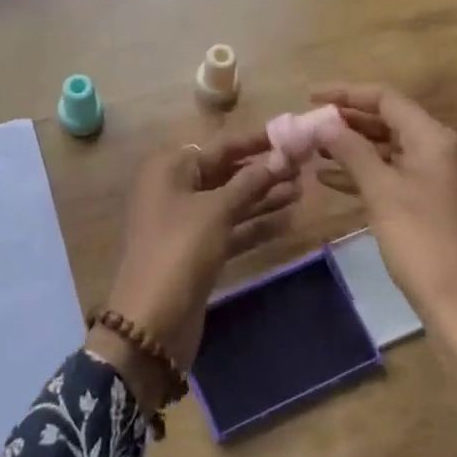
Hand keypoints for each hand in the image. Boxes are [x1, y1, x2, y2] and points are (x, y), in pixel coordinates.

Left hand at [93, 130, 298, 408]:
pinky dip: (255, 224)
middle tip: (304, 166)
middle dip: (263, 170)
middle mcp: (174, 189)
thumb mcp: (216, 210)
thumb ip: (249, 182)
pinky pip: (230, 229)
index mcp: (169, 169)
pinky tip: (288, 220)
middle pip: (225, 173)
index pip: (219, 146)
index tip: (291, 136)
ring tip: (302, 190)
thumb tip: (280, 157)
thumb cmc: (180, 249)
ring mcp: (185, 223)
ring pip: (230, 202)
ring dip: (263, 197)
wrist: (152, 321)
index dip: (255, 141)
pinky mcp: (197, 251)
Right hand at [309, 83, 456, 312]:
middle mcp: (442, 150)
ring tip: (315, 151)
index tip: (310, 97)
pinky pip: (396, 176)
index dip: (346, 94)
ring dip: (354, 149)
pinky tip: (332, 181)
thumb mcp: (380, 191)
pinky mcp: (436, 205)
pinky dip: (367, 174)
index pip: (386, 99)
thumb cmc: (421, 240)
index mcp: (434, 138)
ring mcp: (441, 179)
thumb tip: (322, 123)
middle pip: (390, 122)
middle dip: (348, 123)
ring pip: (391, 151)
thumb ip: (351, 150)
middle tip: (310, 126)